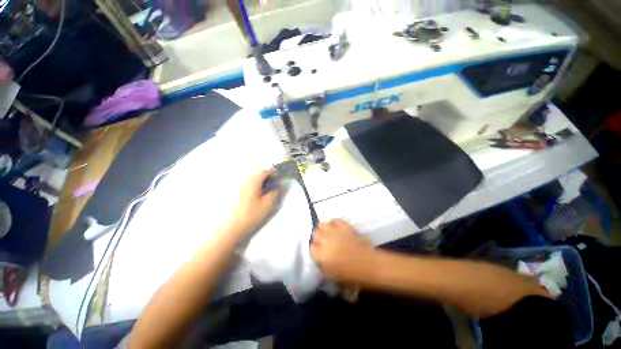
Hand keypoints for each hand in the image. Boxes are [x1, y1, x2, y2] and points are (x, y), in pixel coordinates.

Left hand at [231, 170, 281, 236]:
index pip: (264, 171)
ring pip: (256, 180)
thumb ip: (277, 191)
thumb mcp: (269, 202)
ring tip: (271, 191)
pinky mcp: (241, 194)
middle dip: (269, 178)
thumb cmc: (254, 213)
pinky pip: (252, 186)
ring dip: (264, 183)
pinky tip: (263, 196)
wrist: (237, 227)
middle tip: (277, 185)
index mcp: (253, 182)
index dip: (274, 173)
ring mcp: (242, 188)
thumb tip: (283, 183)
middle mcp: (246, 182)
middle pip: (259, 174)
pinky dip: (259, 187)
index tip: (281, 178)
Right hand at [311, 219, 375, 282]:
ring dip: (323, 229)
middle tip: (322, 242)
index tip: (318, 251)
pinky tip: (336, 228)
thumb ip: (322, 266)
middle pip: (315, 233)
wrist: (369, 265)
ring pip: (322, 224)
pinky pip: (334, 220)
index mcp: (321, 255)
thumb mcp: (332, 278)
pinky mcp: (344, 226)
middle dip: (317, 238)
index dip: (314, 249)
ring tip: (327, 233)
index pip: (311, 247)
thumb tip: (319, 258)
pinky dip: (333, 223)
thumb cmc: (352, 276)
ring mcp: (335, 231)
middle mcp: (325, 240)